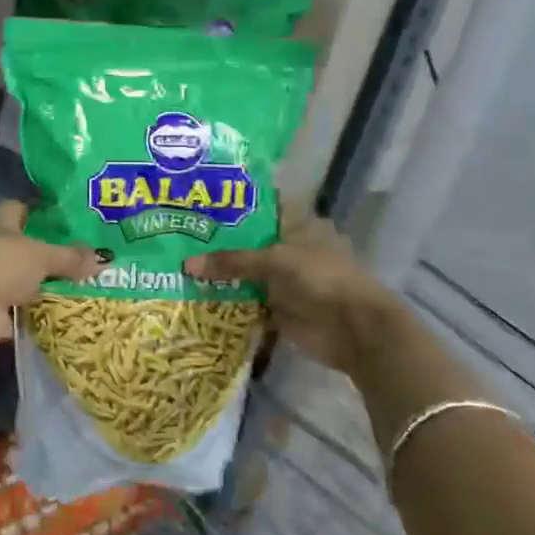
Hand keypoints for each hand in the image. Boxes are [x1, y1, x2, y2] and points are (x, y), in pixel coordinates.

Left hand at [0, 201, 100, 358]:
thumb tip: (104, 258)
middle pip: (27, 244)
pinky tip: (67, 310)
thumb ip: (71, 256)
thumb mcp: (43, 255)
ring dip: (47, 282)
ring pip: (26, 275)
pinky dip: (40, 308)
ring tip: (85, 285)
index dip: (49, 215)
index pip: (25, 209)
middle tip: (89, 258)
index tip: (77, 224)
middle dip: (53, 253)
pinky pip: (23, 304)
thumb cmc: (2, 264)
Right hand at [184, 216, 404, 382]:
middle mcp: (290, 248)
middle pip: (249, 243)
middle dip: (219, 244)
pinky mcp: (279, 309)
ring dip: (221, 274)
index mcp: (299, 224)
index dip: (231, 207)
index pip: (260, 208)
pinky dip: (227, 301)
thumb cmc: (322, 279)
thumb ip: (232, 261)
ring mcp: (285, 280)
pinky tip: (196, 296)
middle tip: (179, 237)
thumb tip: (186, 264)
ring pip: (246, 273)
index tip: (197, 205)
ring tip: (179, 265)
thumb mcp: (275, 261)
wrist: (356, 330)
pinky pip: (247, 302)